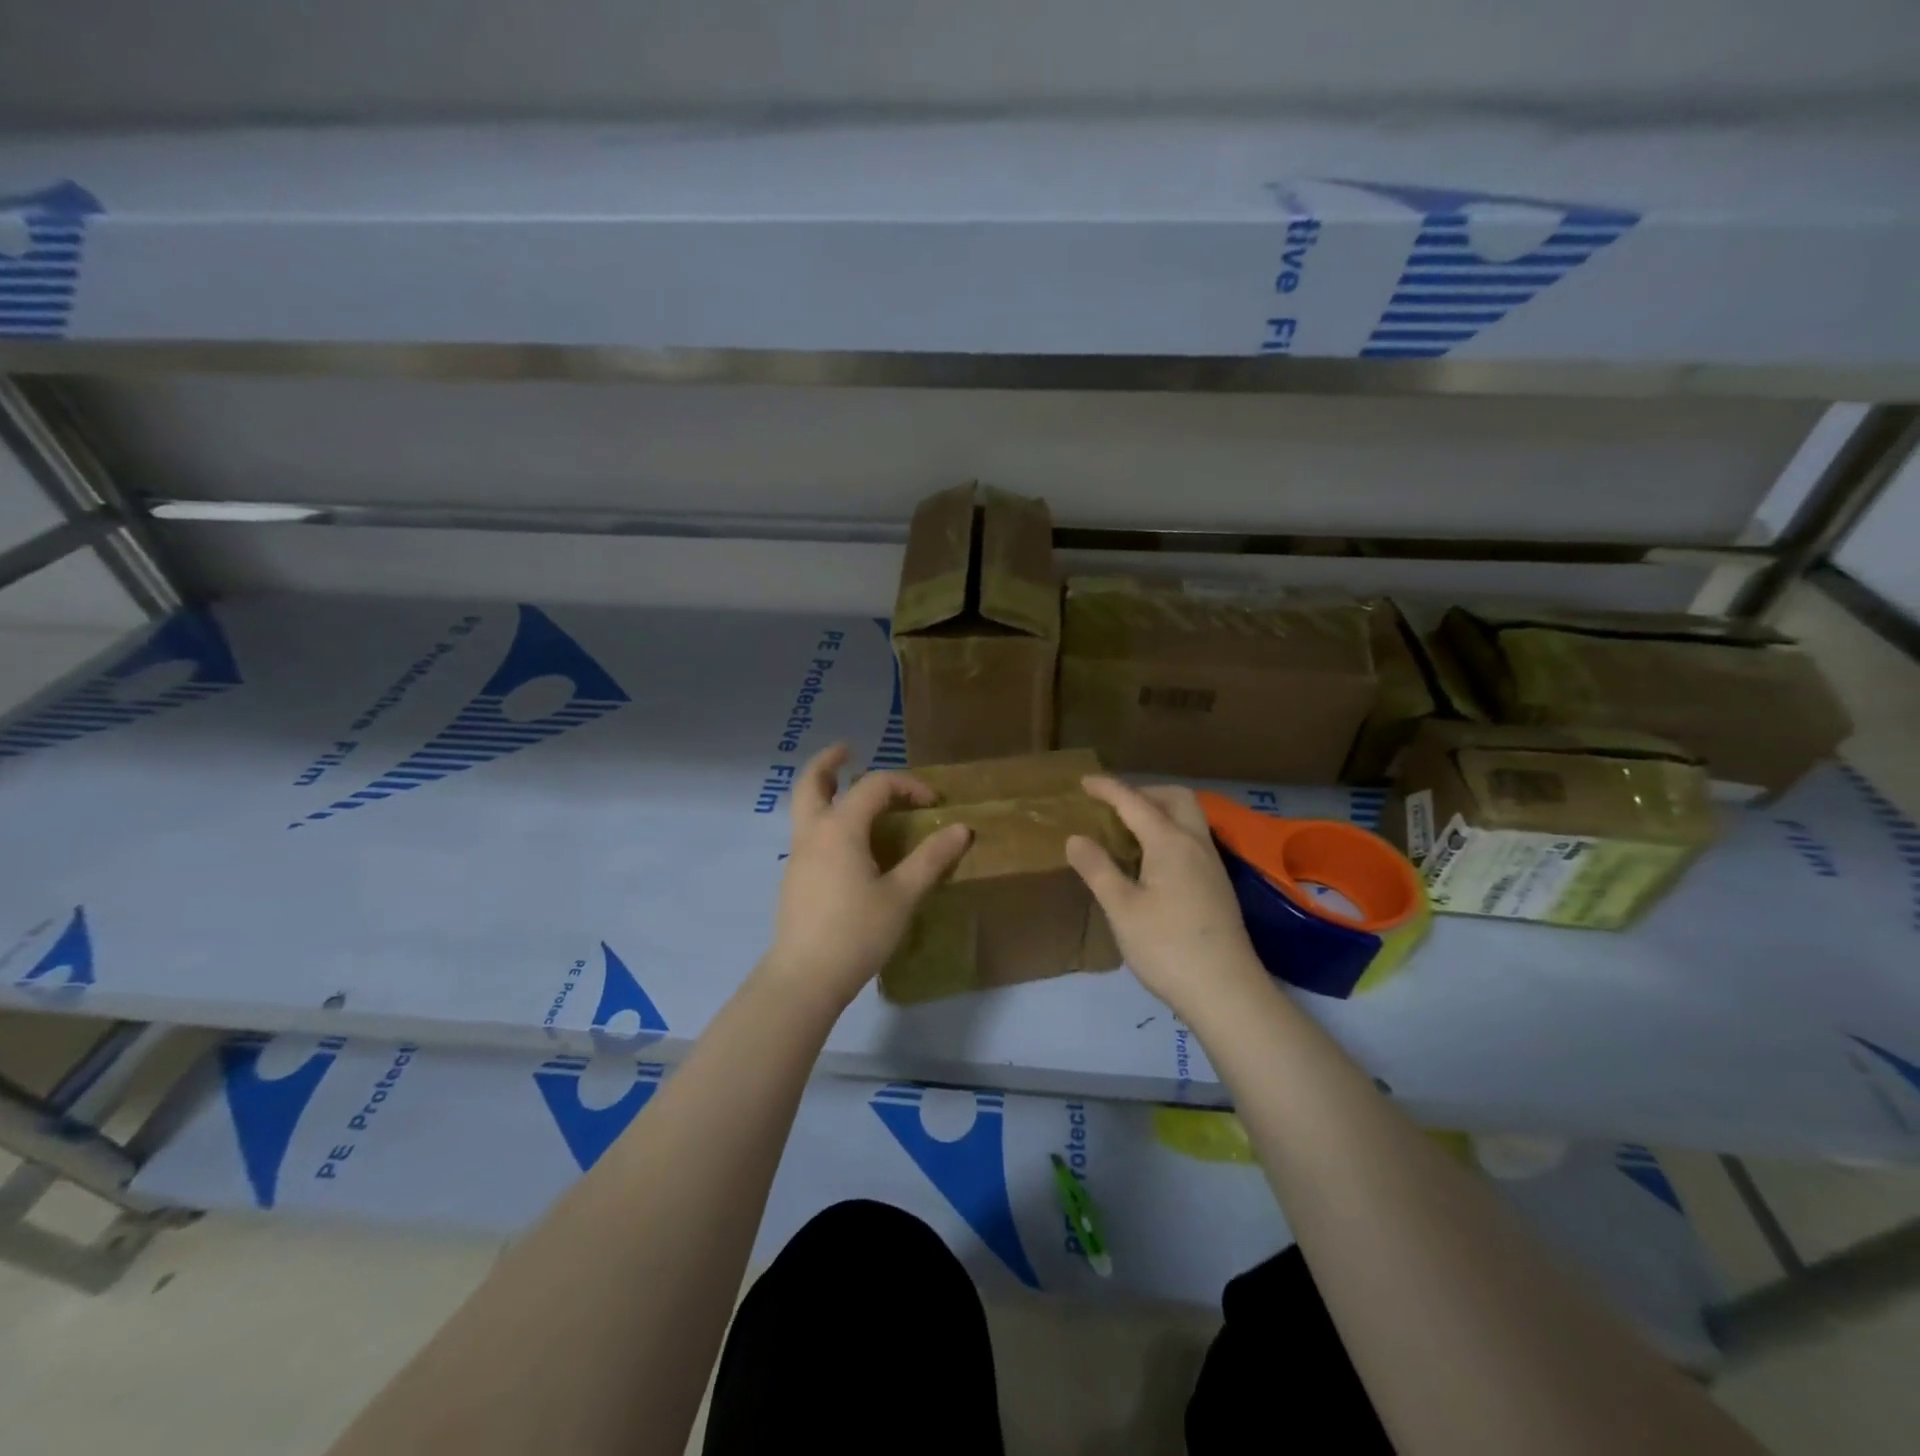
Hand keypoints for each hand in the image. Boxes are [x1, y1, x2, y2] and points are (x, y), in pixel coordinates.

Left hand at [762, 743, 971, 1010]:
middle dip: (829, 761)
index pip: (874, 786)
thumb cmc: (857, 933)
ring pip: (804, 807)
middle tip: (847, 750)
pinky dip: (825, 818)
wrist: (805, 978)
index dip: (907, 786)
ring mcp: (798, 856)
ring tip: (847, 789)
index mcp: (840, 829)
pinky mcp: (795, 878)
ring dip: (824, 789)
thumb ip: (931, 859)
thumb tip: (962, 829)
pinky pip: (808, 832)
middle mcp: (813, 833)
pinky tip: (847, 842)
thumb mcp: (902, 895)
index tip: (933, 804)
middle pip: (812, 782)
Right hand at [1065, 777, 1266, 1017]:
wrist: (1226, 992)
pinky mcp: (1218, 886)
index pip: (1135, 802)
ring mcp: (1212, 865)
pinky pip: (1193, 839)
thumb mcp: (1121, 909)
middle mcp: (1196, 844)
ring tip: (1129, 831)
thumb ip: (1098, 869)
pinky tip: (1152, 861)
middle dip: (1144, 792)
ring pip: (1189, 818)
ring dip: (1160, 811)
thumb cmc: (1167, 947)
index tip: (1084, 782)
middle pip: (1175, 798)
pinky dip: (1169, 832)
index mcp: (1170, 842)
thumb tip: (1076, 838)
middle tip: (1114, 806)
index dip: (1108, 789)